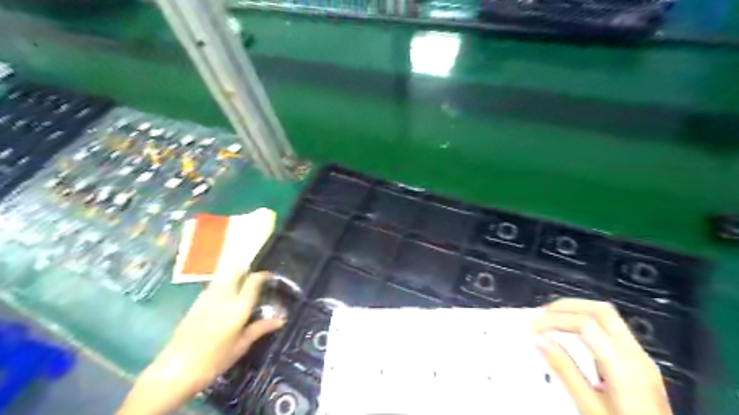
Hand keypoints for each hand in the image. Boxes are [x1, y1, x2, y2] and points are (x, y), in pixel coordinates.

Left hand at [118, 270, 282, 412]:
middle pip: (235, 271)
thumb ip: (260, 328)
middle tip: (255, 281)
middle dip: (247, 272)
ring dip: (233, 277)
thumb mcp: (241, 346)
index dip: (264, 275)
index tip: (270, 278)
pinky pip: (213, 286)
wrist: (175, 370)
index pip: (253, 281)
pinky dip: (222, 285)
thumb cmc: (214, 361)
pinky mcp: (195, 303)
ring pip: (223, 276)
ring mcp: (206, 298)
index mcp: (238, 307)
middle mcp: (223, 296)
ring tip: (241, 289)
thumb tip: (281, 319)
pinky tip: (224, 300)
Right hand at [534, 298, 674, 414]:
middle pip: (601, 310)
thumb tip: (540, 341)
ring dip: (577, 311)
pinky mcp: (641, 364)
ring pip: (608, 316)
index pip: (585, 324)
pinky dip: (587, 322)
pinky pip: (612, 329)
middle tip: (542, 315)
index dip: (555, 319)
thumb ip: (565, 371)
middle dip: (567, 306)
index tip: (533, 327)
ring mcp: (642, 359)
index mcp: (624, 367)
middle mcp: (637, 356)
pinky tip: (572, 334)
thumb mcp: (589, 407)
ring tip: (552, 319)